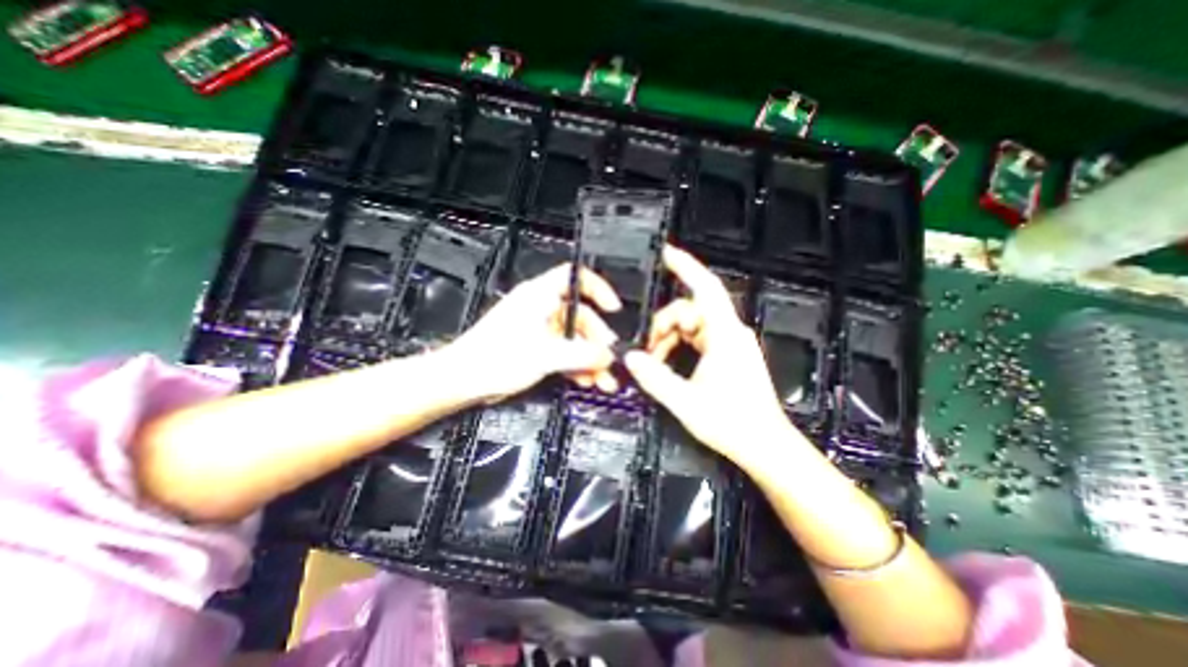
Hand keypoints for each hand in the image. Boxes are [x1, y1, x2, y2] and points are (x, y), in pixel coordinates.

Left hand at [450, 263, 624, 401]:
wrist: (465, 380)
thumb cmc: (492, 358)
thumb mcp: (546, 354)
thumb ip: (581, 354)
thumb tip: (607, 355)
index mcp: (540, 295)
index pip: (575, 277)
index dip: (599, 288)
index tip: (613, 307)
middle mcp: (542, 307)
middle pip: (581, 315)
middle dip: (598, 339)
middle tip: (610, 359)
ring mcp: (540, 328)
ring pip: (575, 338)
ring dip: (590, 357)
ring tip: (603, 377)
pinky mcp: (537, 347)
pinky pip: (565, 352)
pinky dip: (577, 365)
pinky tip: (585, 379)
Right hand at [622, 247, 797, 470]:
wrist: (765, 446)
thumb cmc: (732, 424)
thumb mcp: (685, 401)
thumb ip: (655, 377)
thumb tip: (632, 358)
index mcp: (725, 335)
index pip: (705, 288)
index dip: (686, 267)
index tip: (666, 253)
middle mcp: (730, 332)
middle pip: (690, 310)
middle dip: (664, 324)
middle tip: (647, 350)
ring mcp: (731, 343)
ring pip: (693, 324)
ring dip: (670, 337)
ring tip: (655, 361)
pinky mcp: (729, 354)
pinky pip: (699, 337)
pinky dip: (680, 345)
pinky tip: (669, 362)